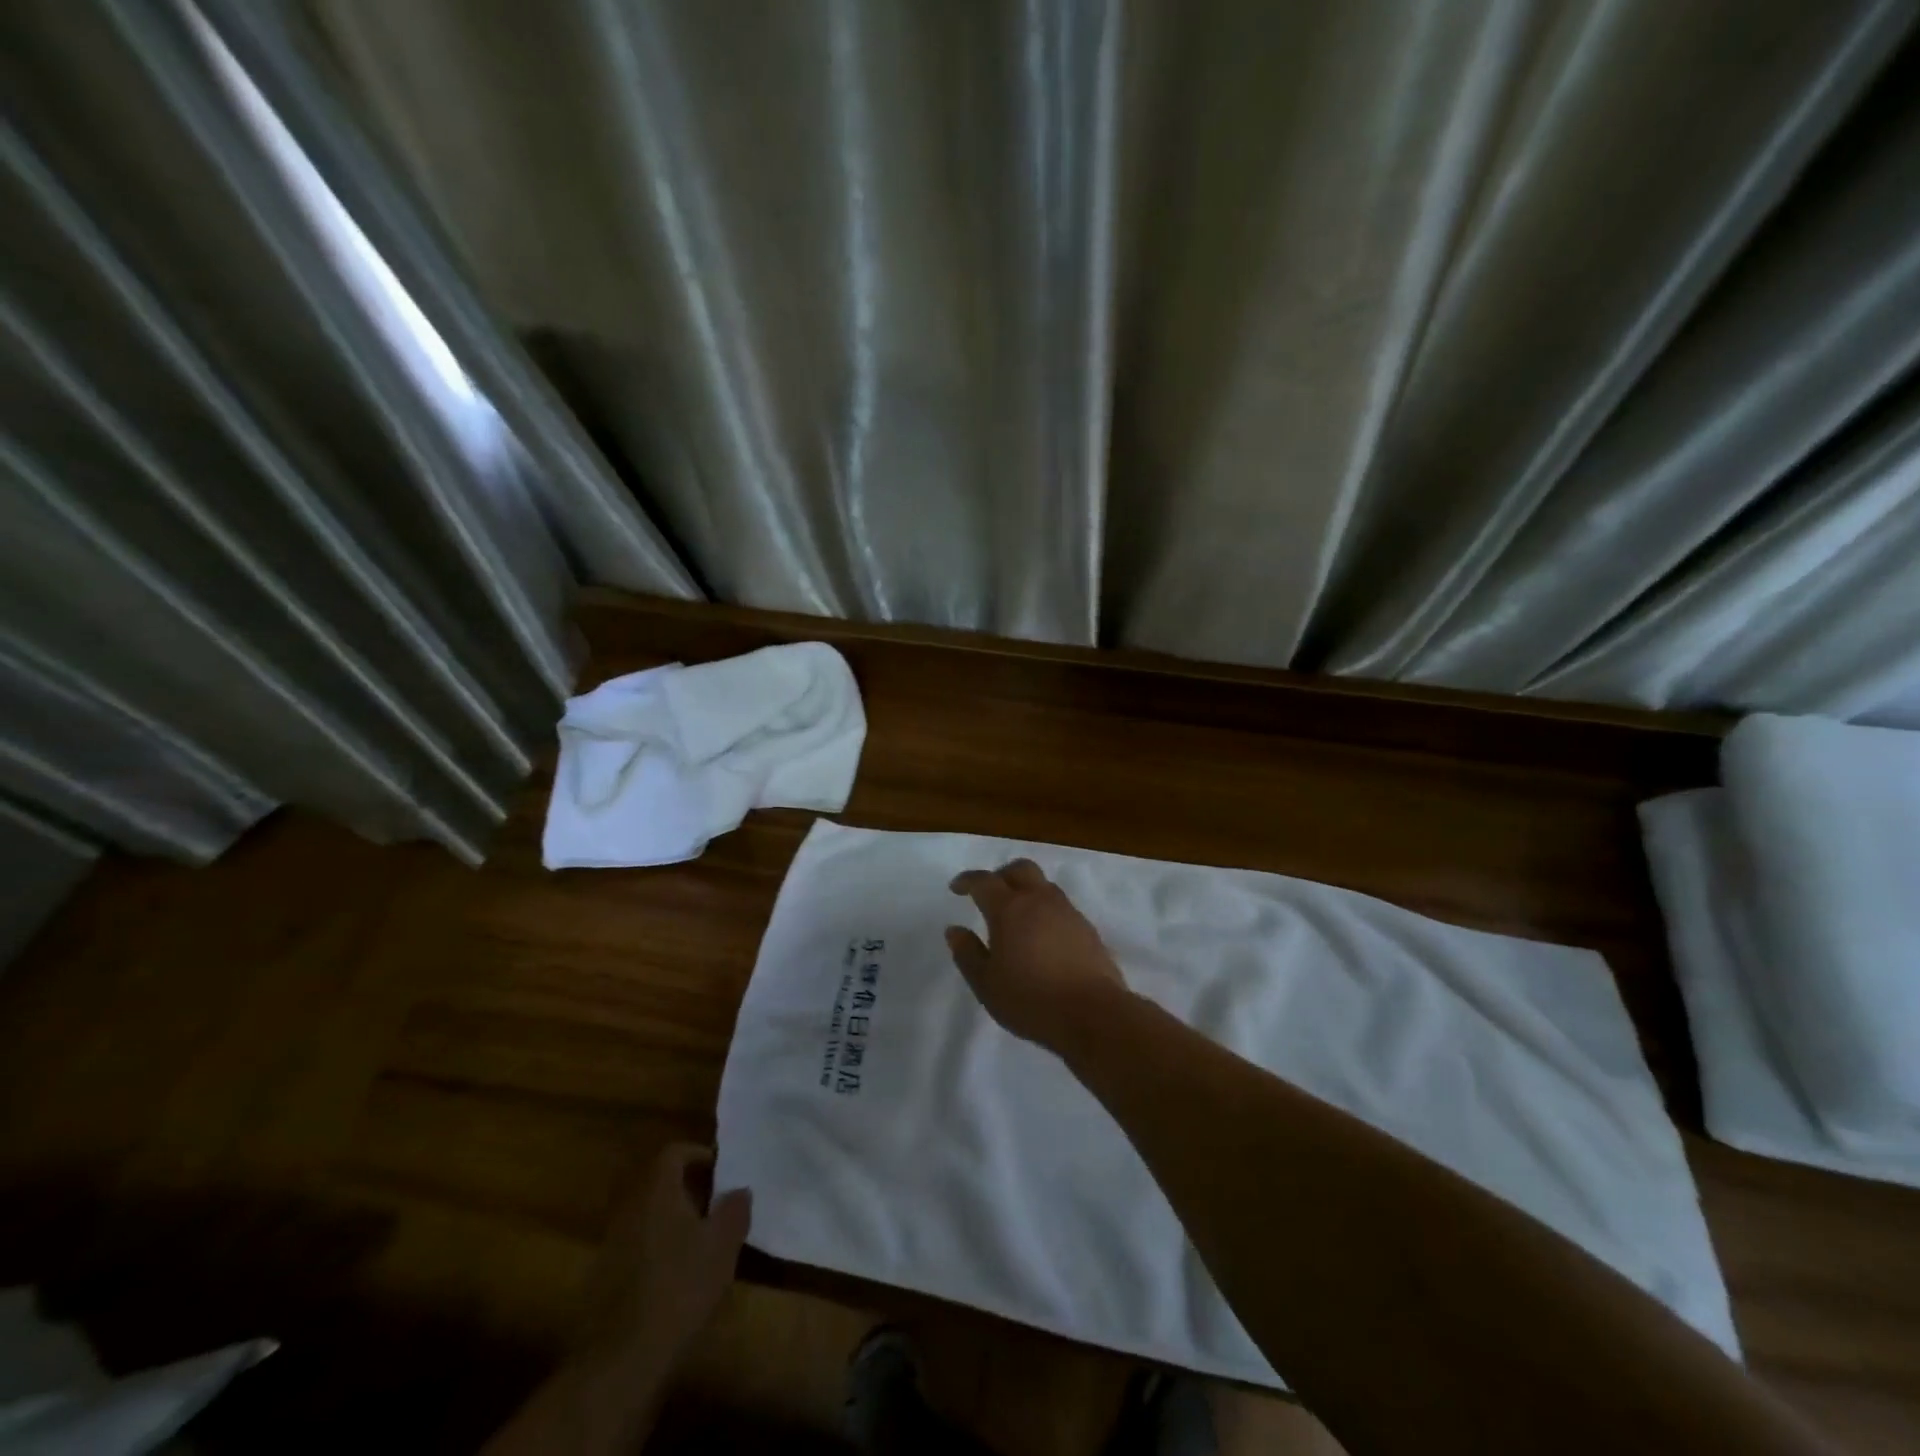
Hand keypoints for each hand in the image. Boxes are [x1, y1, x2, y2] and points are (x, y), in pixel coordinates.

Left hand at [580, 1142, 750, 1368]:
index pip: (674, 1153)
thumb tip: (739, 1190)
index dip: (699, 1154)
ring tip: (700, 1242)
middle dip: (689, 1189)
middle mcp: (630, 1208)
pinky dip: (657, 1249)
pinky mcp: (602, 1279)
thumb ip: (735, 1209)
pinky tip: (675, 1277)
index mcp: (657, 1191)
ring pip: (647, 1216)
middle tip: (716, 1205)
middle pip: (659, 1183)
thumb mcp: (722, 1245)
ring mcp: (611, 1244)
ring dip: (673, 1221)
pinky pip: (636, 1246)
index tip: (721, 1170)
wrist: (620, 1359)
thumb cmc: (679, 1287)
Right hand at [945, 858, 1128, 1049]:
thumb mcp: (986, 984)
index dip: (968, 880)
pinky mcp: (1087, 929)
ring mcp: (1068, 912)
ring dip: (1027, 891)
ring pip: (1044, 886)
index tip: (956, 888)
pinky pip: (1061, 907)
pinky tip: (1043, 937)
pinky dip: (1046, 911)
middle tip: (989, 894)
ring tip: (1017, 917)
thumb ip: (968, 953)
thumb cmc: (1030, 1000)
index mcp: (1009, 909)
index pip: (984, 881)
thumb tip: (955, 930)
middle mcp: (1039, 901)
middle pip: (1020, 869)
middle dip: (1001, 875)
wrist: (1093, 1013)